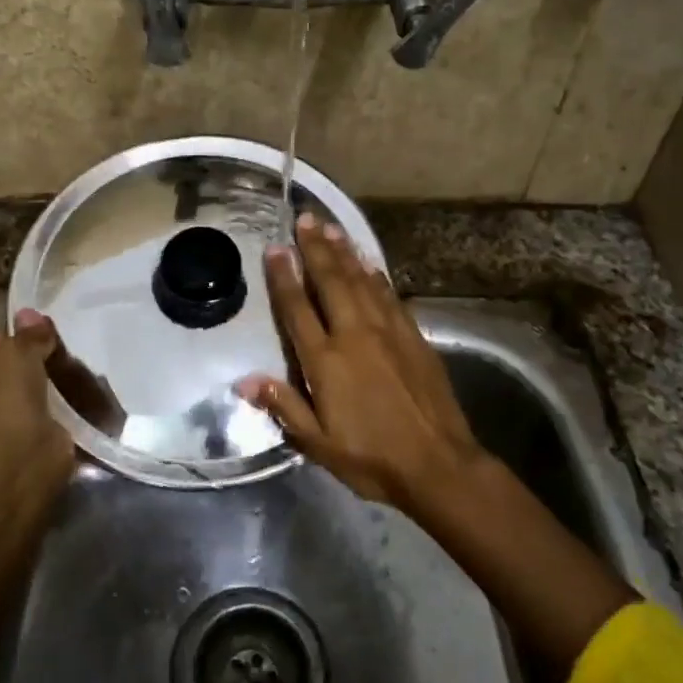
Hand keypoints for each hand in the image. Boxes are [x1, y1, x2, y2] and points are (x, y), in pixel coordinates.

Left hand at [0, 312, 75, 476]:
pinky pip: (64, 408)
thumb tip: (30, 312)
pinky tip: (95, 387)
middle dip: (46, 355)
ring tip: (87, 362)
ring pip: (46, 385)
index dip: (19, 331)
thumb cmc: (9, 397)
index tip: (47, 324)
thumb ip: (28, 334)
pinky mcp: (46, 431)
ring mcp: (20, 415)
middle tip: (71, 343)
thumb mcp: (16, 352)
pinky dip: (77, 401)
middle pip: (24, 364)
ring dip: (63, 378)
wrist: (25, 454)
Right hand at [238, 213, 484, 512]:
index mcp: (326, 360)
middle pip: (331, 281)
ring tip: (332, 227)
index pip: (298, 309)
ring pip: (362, 281)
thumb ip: (283, 406)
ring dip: (345, 253)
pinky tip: (370, 263)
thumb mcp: (317, 443)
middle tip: (306, 217)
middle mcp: (355, 335)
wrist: (439, 465)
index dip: (283, 276)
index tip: (274, 248)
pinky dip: (376, 275)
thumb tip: (244, 381)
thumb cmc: (371, 458)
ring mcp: (388, 332)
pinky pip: (390, 296)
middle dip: (316, 248)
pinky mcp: (414, 336)